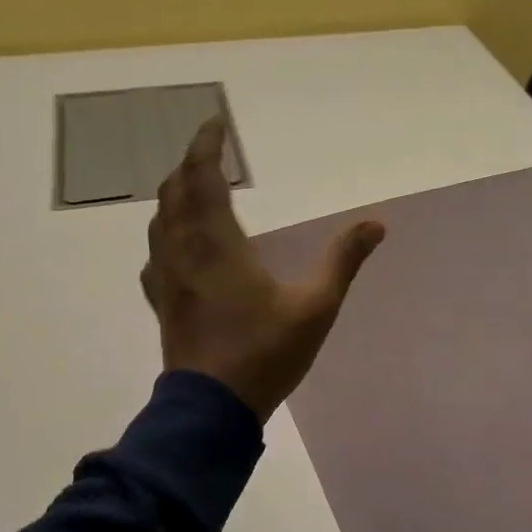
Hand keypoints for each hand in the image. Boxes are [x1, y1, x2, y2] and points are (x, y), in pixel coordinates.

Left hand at [141, 117, 383, 419]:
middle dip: (190, 166)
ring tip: (196, 190)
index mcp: (217, 244)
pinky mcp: (162, 302)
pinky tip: (177, 245)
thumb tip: (375, 224)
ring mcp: (167, 278)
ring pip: (160, 220)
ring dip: (175, 195)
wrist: (212, 408)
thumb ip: (343, 262)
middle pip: (174, 192)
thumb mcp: (316, 307)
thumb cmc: (264, 353)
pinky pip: (155, 253)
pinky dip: (166, 233)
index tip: (214, 123)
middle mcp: (184, 251)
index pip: (202, 178)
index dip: (206, 146)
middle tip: (211, 155)